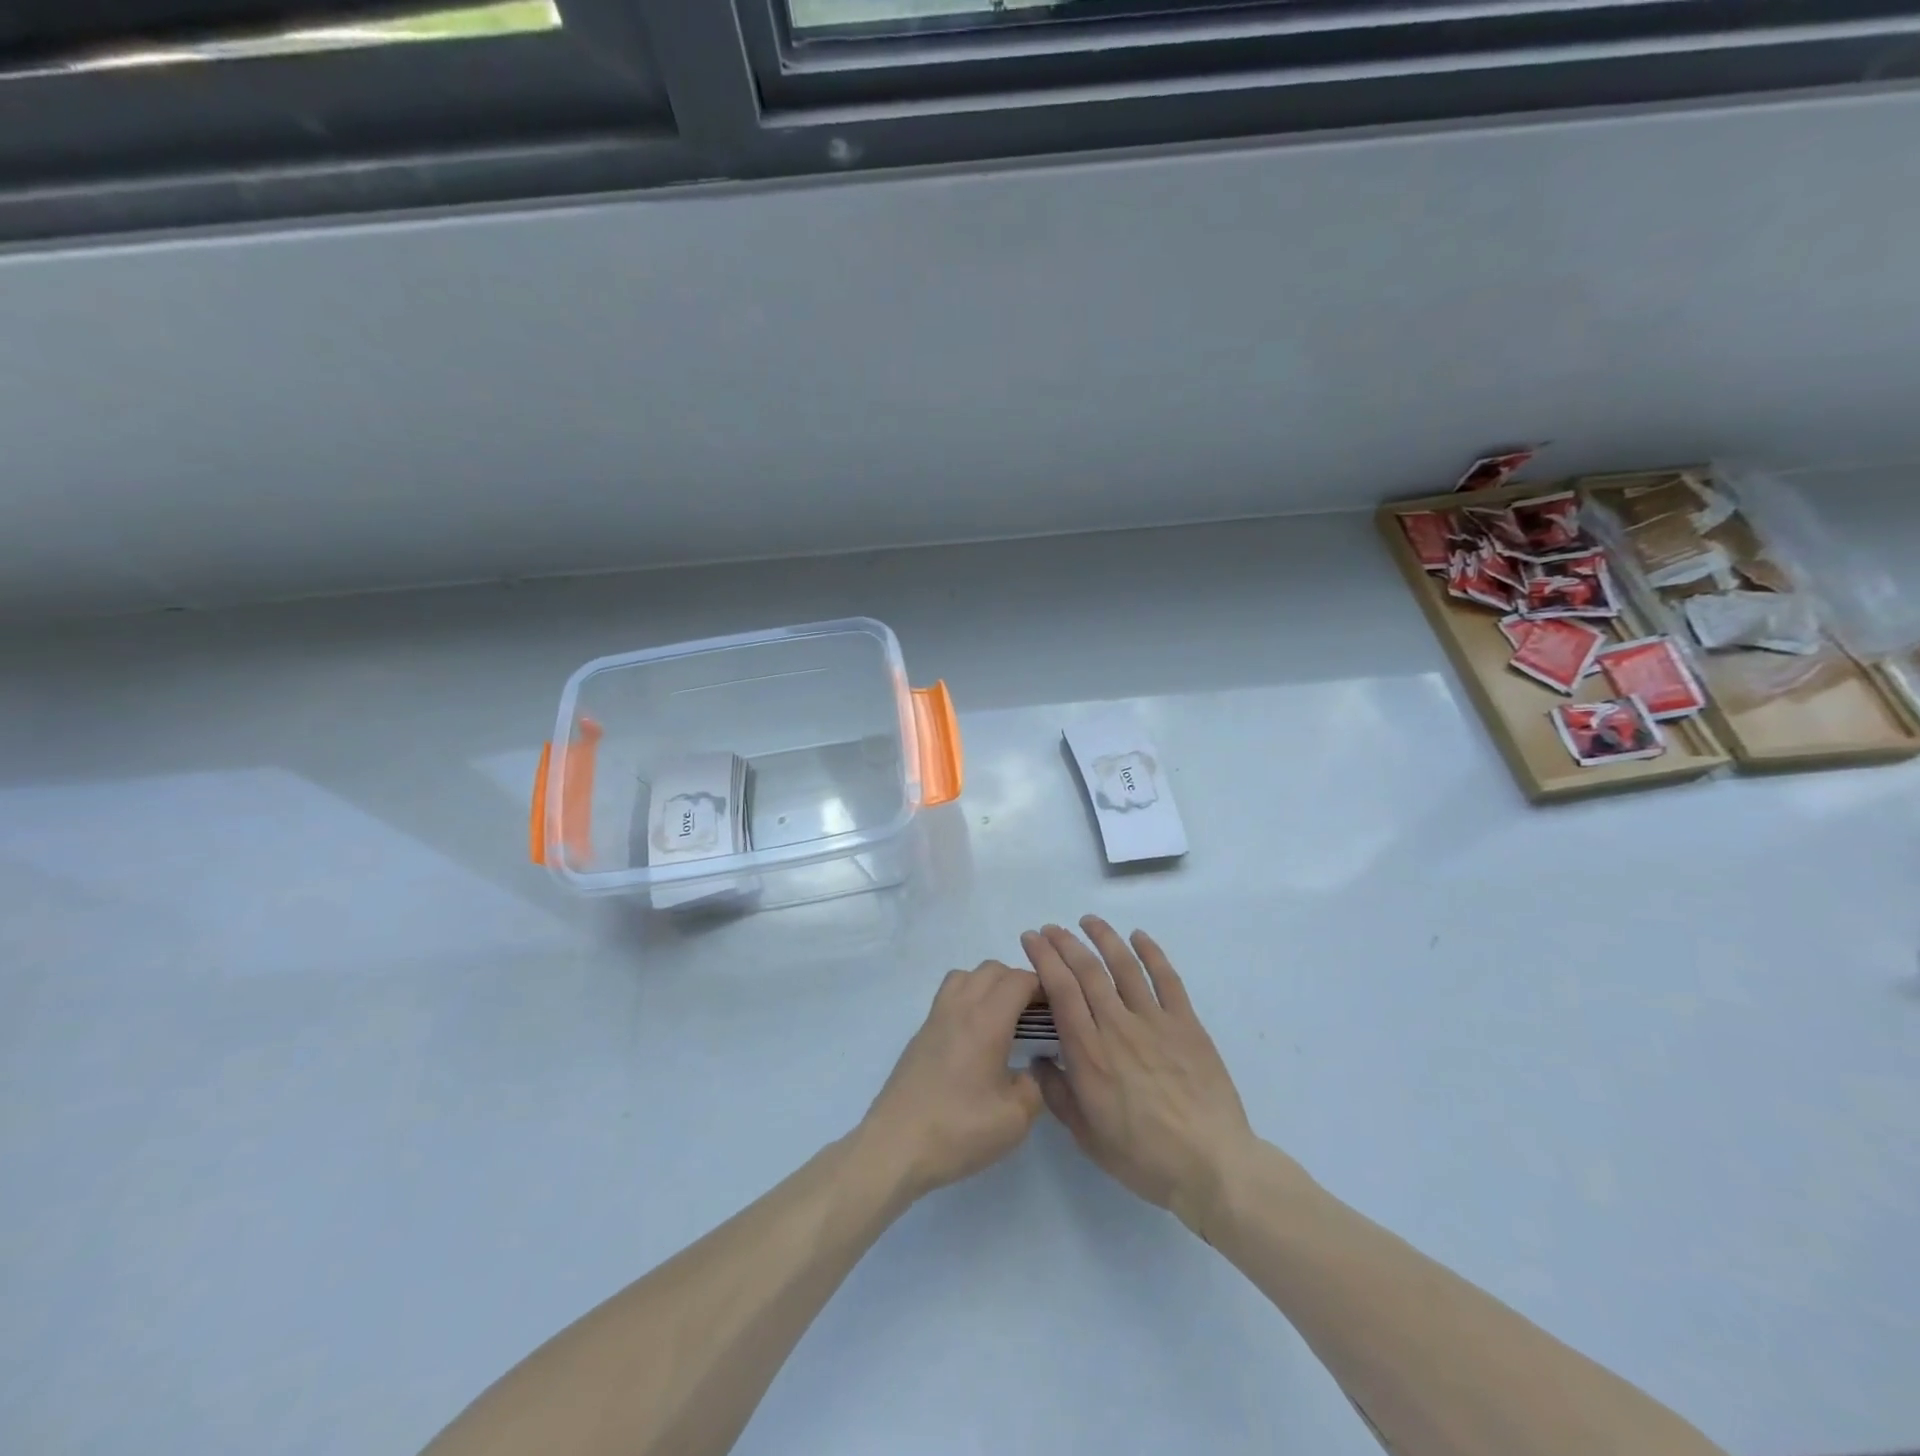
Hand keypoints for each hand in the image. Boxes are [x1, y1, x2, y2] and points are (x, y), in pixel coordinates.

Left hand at [859, 960, 1044, 1200]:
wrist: (896, 1145)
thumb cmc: (959, 1129)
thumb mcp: (1015, 1118)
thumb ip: (1034, 1085)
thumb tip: (1031, 1068)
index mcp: (986, 1020)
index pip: (1019, 980)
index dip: (1042, 987)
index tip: (1057, 1009)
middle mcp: (960, 1007)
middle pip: (992, 970)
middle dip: (1018, 982)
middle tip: (1035, 1015)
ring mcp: (936, 1017)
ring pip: (966, 976)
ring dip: (989, 985)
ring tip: (1004, 1018)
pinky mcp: (921, 1033)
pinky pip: (949, 995)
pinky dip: (968, 998)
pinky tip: (976, 1036)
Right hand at [1021, 918, 1255, 1231]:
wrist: (1211, 1166)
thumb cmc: (1143, 1157)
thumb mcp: (1086, 1136)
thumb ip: (1057, 1094)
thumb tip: (1040, 1059)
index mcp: (1089, 1053)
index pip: (1060, 990)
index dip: (1043, 958)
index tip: (1031, 939)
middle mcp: (1117, 1026)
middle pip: (1087, 970)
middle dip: (1064, 943)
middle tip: (1050, 928)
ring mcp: (1155, 1021)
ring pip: (1124, 966)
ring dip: (1103, 937)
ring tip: (1088, 920)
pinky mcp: (1187, 1024)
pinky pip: (1167, 978)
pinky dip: (1152, 952)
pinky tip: (1139, 936)